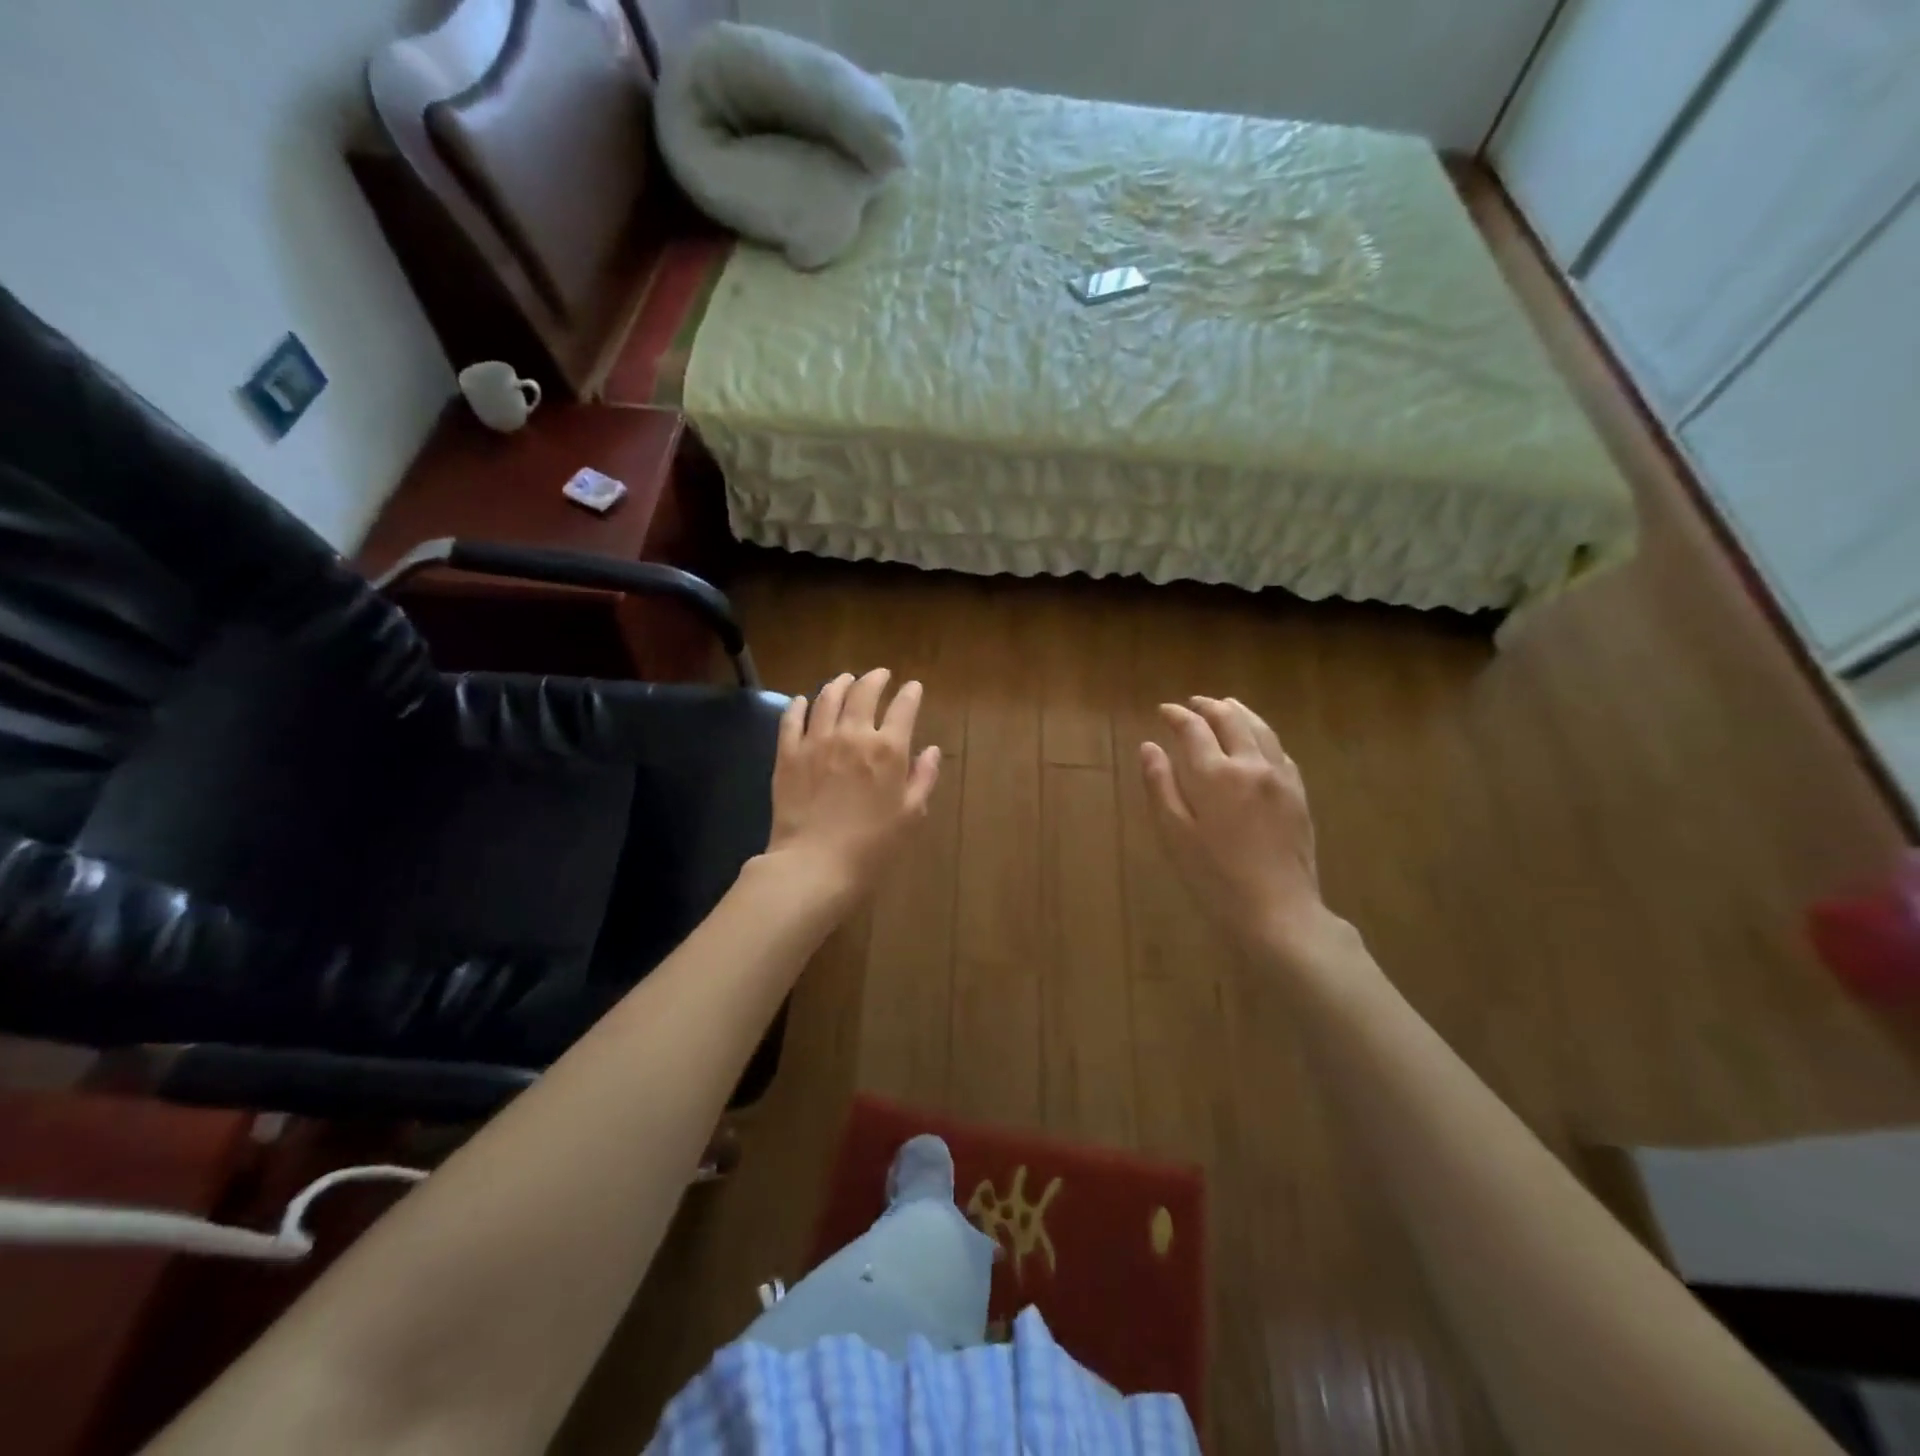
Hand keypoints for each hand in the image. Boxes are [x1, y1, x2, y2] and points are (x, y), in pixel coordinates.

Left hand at [767, 668, 940, 903]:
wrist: (815, 864)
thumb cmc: (872, 847)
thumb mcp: (910, 816)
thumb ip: (922, 778)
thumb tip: (931, 751)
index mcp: (888, 750)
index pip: (903, 708)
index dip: (910, 694)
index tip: (913, 688)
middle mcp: (853, 735)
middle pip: (863, 692)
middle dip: (875, 679)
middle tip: (879, 675)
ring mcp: (817, 741)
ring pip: (827, 698)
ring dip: (839, 684)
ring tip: (844, 680)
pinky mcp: (788, 753)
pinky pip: (792, 719)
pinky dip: (799, 705)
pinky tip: (803, 701)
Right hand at [1140, 696, 1344, 964]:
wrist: (1277, 911)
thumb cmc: (1214, 877)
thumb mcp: (1174, 834)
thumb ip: (1160, 785)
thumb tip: (1149, 746)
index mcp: (1216, 774)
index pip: (1194, 729)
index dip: (1176, 715)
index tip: (1164, 710)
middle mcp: (1251, 765)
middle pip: (1231, 719)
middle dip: (1209, 706)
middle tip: (1193, 704)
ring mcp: (1280, 778)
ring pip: (1261, 729)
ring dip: (1240, 712)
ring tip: (1226, 706)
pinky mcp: (1299, 794)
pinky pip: (1280, 750)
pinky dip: (1263, 735)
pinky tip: (1258, 741)